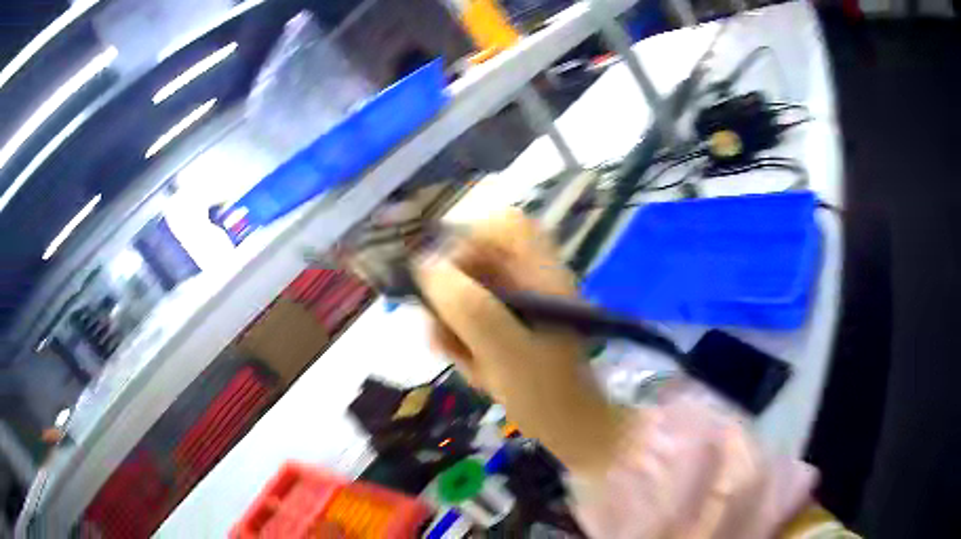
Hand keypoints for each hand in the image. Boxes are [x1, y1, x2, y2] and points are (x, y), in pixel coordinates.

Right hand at [414, 209, 622, 477]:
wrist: (569, 430)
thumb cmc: (546, 393)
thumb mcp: (503, 350)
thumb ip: (466, 305)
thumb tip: (426, 265)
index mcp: (541, 274)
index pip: (504, 224)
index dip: (469, 238)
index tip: (446, 278)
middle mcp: (530, 280)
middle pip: (477, 260)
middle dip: (451, 299)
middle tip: (444, 331)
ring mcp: (520, 304)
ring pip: (466, 294)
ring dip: (453, 326)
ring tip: (463, 360)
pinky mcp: (510, 327)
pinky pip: (470, 320)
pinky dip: (462, 343)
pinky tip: (473, 370)